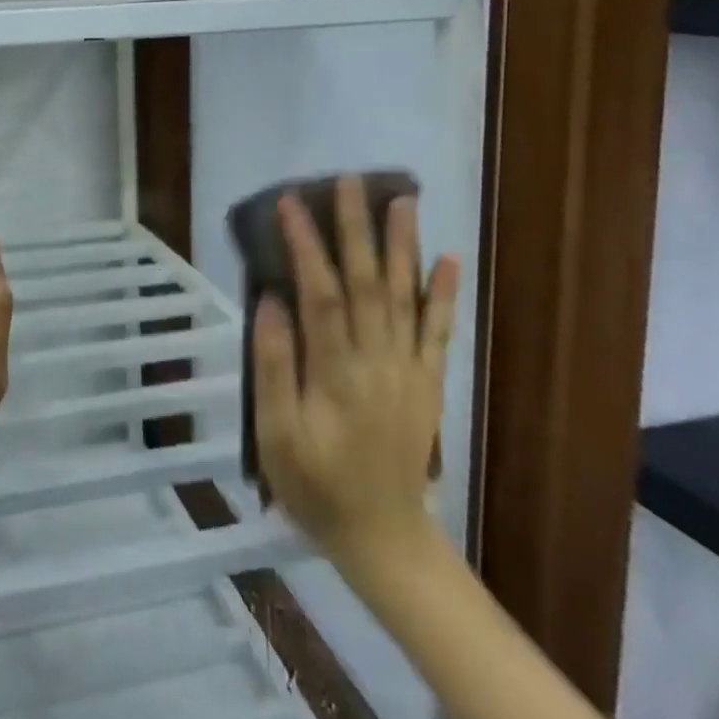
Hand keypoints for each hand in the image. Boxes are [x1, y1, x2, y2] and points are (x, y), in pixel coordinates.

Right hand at [252, 176, 460, 576]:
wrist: (383, 537)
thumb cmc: (315, 484)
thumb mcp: (276, 434)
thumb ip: (274, 367)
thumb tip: (270, 302)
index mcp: (337, 373)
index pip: (321, 294)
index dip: (307, 246)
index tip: (291, 203)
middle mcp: (378, 361)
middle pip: (369, 283)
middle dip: (357, 228)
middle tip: (350, 181)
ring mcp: (408, 370)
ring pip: (406, 297)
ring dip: (403, 246)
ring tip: (402, 200)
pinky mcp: (426, 382)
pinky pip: (438, 332)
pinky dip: (443, 294)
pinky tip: (448, 260)